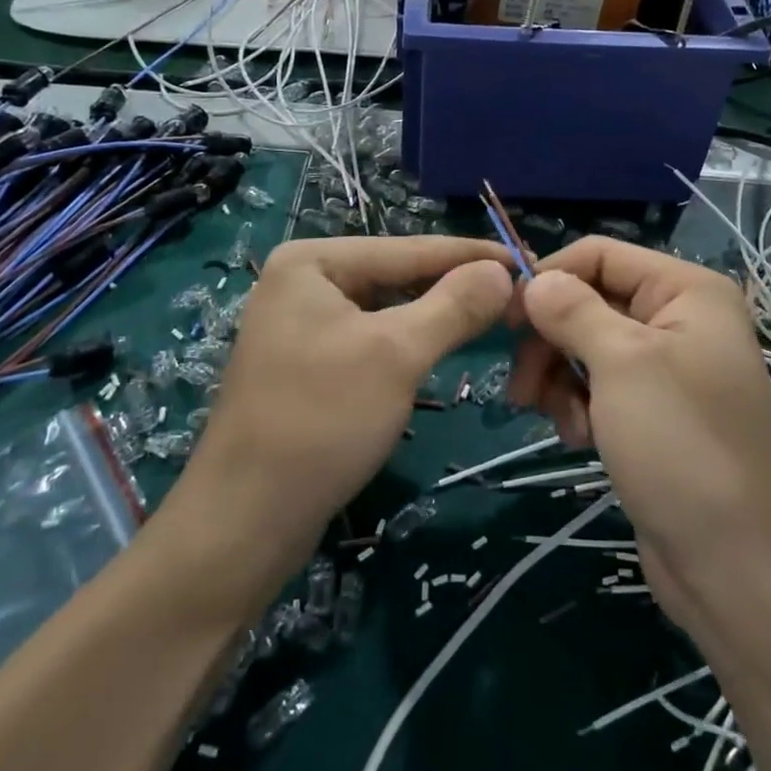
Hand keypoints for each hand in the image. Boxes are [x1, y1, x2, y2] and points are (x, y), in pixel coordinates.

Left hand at [190, 236, 513, 547]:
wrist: (244, 521)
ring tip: (493, 316)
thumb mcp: (396, 355)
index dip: (471, 255)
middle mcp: (302, 281)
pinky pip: (372, 337)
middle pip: (396, 274)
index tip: (526, 259)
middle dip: (455, 286)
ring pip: (387, 308)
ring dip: (437, 314)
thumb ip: (453, 305)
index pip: (408, 249)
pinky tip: (445, 346)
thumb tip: (502, 270)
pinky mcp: (308, 362)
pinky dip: (411, 340)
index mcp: (311, 261)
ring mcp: (302, 323)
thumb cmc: (320, 422)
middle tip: (517, 294)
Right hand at [509, 238, 770, 637]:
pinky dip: (580, 406)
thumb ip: (572, 310)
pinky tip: (579, 439)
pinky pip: (601, 386)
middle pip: (590, 302)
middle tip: (521, 385)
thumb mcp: (622, 363)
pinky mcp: (655, 412)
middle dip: (551, 341)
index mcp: (686, 290)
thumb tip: (534, 280)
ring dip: (561, 379)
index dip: (550, 277)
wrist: (732, 563)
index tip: (504, 318)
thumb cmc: (679, 444)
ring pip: (588, 347)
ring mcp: (668, 368)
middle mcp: (680, 318)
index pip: (600, 255)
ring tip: (561, 422)